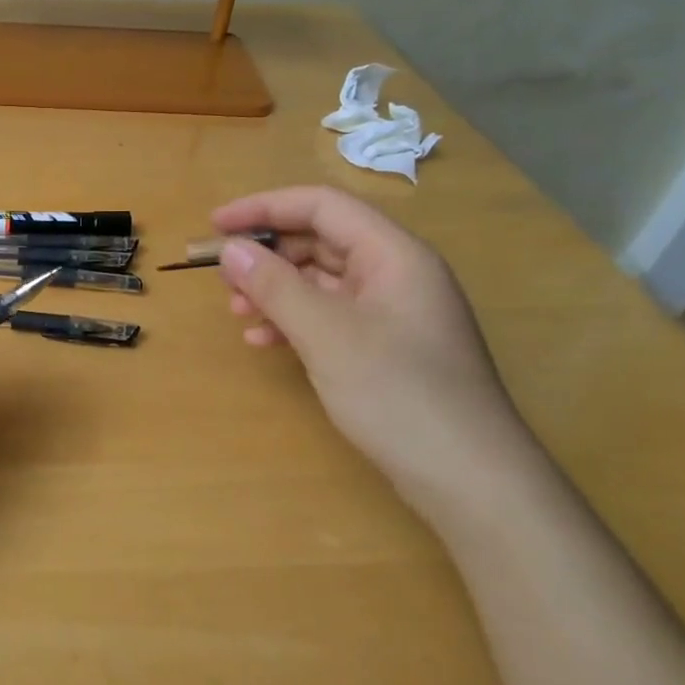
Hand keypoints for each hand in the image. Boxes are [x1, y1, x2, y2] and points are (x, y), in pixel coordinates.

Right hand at [212, 186, 548, 514]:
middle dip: (269, 255)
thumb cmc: (398, 393)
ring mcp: (393, 314)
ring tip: (237, 313)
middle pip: (322, 240)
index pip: (322, 206)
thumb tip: (231, 250)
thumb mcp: (326, 334)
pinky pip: (332, 317)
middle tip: (223, 278)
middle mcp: (396, 274)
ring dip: (277, 291)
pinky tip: (265, 343)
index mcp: (393, 254)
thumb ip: (275, 286)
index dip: (264, 207)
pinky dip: (295, 323)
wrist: (469, 479)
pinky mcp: (387, 348)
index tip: (215, 225)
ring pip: (323, 282)